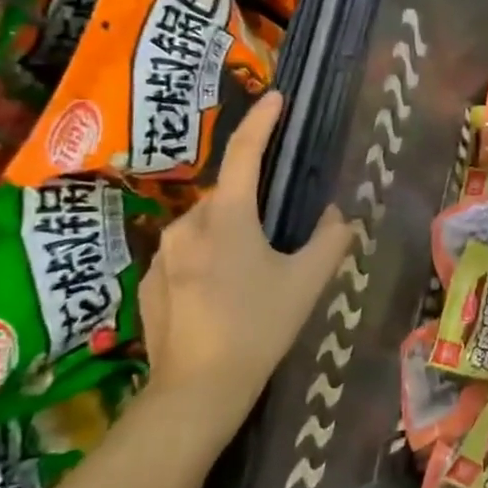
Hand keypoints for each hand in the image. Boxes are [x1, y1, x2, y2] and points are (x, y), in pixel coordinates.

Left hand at [136, 92, 351, 443]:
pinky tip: (223, 297)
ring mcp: (162, 256)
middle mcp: (188, 226)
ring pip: (204, 227)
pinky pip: (185, 256)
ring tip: (253, 273)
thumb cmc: (259, 327)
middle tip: (279, 235)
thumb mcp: (307, 283)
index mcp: (227, 218)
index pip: (246, 154)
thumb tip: (338, 216)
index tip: (277, 97)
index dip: (262, 122)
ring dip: (229, 234)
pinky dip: (207, 261)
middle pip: (226, 197)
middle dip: (252, 203)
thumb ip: (330, 241)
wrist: (197, 390)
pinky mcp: (148, 284)